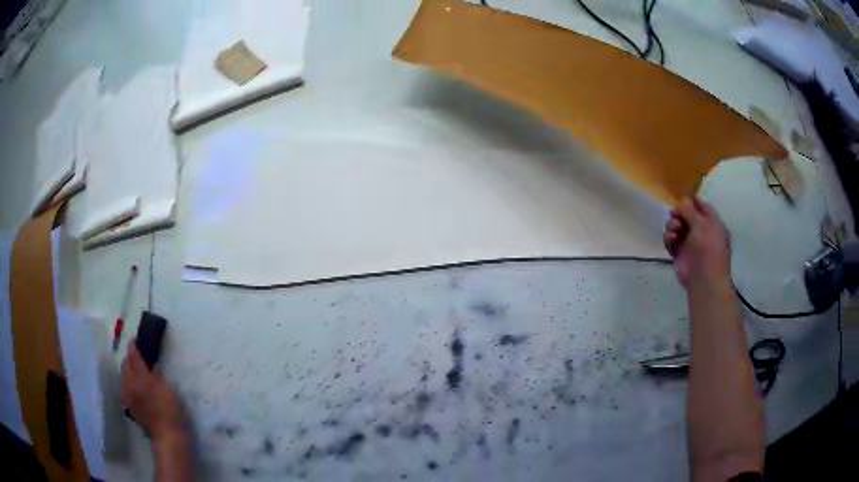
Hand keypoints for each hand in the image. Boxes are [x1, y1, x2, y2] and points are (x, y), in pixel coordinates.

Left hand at [122, 340, 187, 441]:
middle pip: (125, 365)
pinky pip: (125, 389)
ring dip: (128, 370)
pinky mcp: (130, 408)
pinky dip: (128, 383)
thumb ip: (156, 373)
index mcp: (139, 378)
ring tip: (136, 371)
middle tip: (138, 355)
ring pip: (124, 377)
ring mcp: (128, 397)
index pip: (132, 355)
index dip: (134, 346)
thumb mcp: (167, 389)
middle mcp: (129, 385)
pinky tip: (134, 387)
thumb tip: (150, 361)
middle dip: (130, 358)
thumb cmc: (171, 411)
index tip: (137, 339)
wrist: (168, 437)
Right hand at [664, 197, 730, 287]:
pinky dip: (669, 239)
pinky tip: (670, 240)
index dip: (692, 202)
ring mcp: (691, 244)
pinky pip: (672, 242)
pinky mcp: (680, 255)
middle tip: (674, 215)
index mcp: (713, 224)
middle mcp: (702, 233)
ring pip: (678, 228)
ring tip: (673, 231)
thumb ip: (690, 210)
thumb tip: (682, 199)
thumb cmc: (707, 248)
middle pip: (687, 216)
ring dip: (673, 226)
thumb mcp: (701, 224)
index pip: (702, 207)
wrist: (704, 279)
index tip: (681, 199)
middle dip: (679, 214)